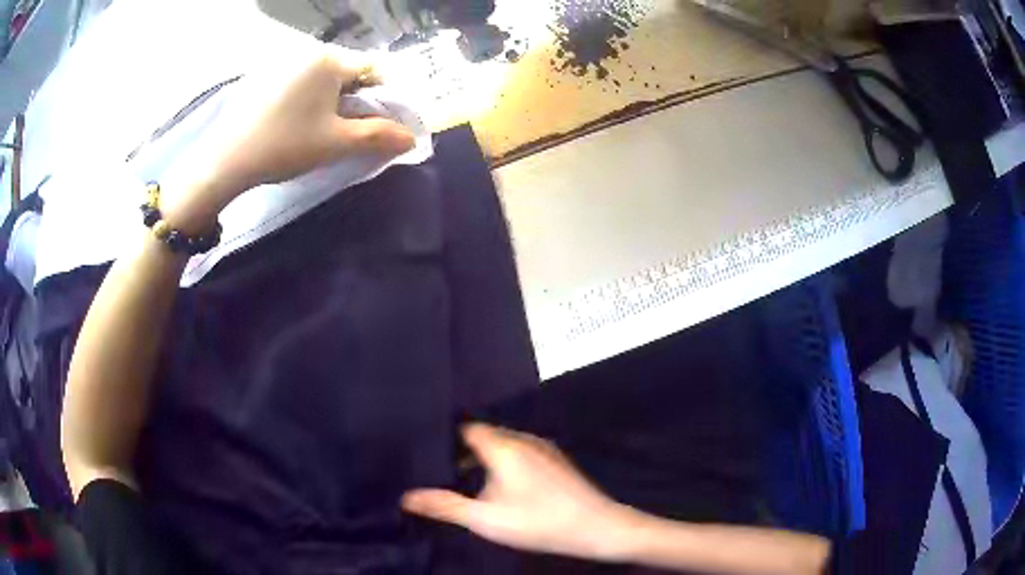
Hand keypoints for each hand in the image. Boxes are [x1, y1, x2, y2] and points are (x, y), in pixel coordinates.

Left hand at [161, 43, 415, 230]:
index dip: (384, 95)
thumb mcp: (336, 142)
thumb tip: (412, 138)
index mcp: (329, 60)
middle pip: (350, 72)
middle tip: (351, 129)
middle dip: (358, 98)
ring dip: (335, 100)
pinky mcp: (267, 77)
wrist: (227, 161)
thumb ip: (378, 135)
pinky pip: (302, 82)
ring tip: (324, 129)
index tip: (381, 121)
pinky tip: (299, 122)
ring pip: (325, 78)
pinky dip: (311, 99)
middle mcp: (308, 52)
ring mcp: (284, 63)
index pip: (374, 69)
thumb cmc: (285, 145)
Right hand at [402, 424, 636, 561]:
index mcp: (504, 446)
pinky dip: (502, 461)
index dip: (445, 436)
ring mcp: (543, 448)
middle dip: (461, 450)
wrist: (597, 526)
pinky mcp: (555, 460)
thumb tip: (406, 497)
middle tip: (439, 468)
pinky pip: (519, 451)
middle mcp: (523, 439)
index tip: (425, 450)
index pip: (465, 428)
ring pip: (502, 444)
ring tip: (464, 479)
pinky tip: (499, 485)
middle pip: (483, 435)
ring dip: (483, 457)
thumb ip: (445, 506)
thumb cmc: (538, 522)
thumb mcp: (485, 519)